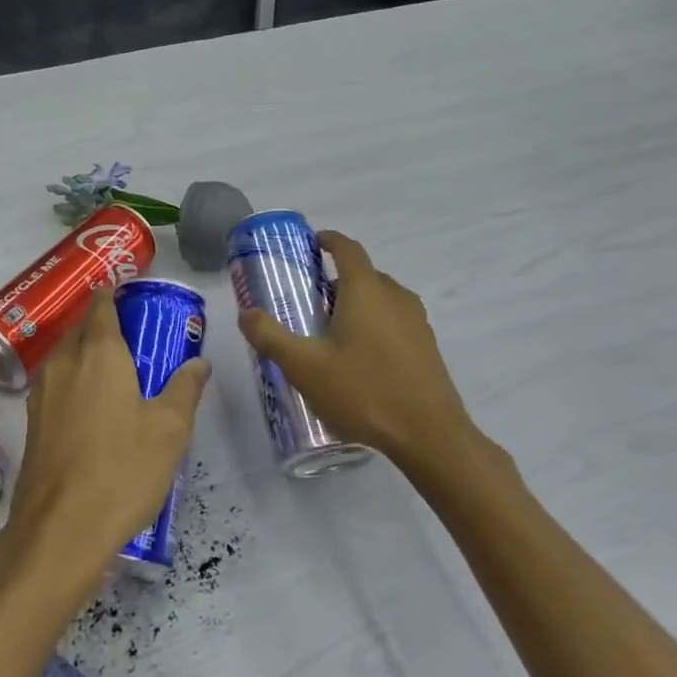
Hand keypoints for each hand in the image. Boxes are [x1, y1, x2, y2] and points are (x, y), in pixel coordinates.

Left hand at [5, 288, 210, 581]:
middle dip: (103, 326)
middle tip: (135, 338)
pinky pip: (57, 384)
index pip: (102, 306)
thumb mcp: (169, 429)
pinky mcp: (32, 422)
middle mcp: (64, 363)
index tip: (129, 291)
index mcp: (99, 353)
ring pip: (66, 357)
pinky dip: (75, 382)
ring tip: (117, 372)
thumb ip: (185, 388)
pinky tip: (94, 407)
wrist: (60, 530)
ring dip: (87, 354)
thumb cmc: (122, 470)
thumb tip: (199, 362)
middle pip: (81, 330)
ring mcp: (42, 393)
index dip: (113, 294)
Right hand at [237, 231, 505, 479]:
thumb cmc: (363, 391)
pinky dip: (373, 325)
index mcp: (366, 290)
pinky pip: (394, 321)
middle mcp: (395, 296)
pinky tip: (358, 360)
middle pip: (363, 274)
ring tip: (330, 334)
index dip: (328, 240)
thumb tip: (246, 313)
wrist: (429, 436)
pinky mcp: (426, 347)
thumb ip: (270, 336)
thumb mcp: (304, 366)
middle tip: (308, 303)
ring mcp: (416, 322)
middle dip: (335, 281)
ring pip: (381, 299)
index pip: (347, 248)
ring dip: (355, 304)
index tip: (310, 244)